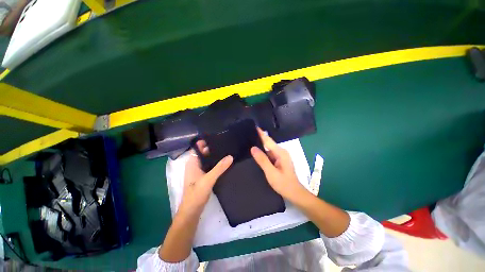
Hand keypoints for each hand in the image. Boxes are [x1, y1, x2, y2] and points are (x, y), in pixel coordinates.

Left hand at [177, 141, 232, 216]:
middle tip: (225, 144)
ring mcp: (199, 171)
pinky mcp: (203, 177)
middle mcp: (195, 165)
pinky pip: (210, 167)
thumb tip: (230, 156)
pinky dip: (215, 164)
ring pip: (207, 160)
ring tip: (227, 151)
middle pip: (204, 153)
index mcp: (192, 163)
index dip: (206, 142)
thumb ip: (220, 168)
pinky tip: (224, 163)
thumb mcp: (209, 179)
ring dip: (215, 157)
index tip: (217, 138)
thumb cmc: (196, 194)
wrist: (192, 211)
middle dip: (213, 149)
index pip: (198, 148)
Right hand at [250, 128, 307, 202]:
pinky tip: (256, 154)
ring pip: (268, 149)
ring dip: (260, 146)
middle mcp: (281, 152)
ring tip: (249, 143)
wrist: (294, 194)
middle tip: (247, 135)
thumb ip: (262, 160)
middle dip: (258, 139)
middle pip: (268, 143)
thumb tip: (253, 148)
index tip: (253, 126)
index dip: (260, 133)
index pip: (268, 140)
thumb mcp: (271, 173)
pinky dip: (263, 153)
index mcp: (280, 152)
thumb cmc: (284, 184)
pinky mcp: (279, 160)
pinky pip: (269, 154)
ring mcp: (280, 156)